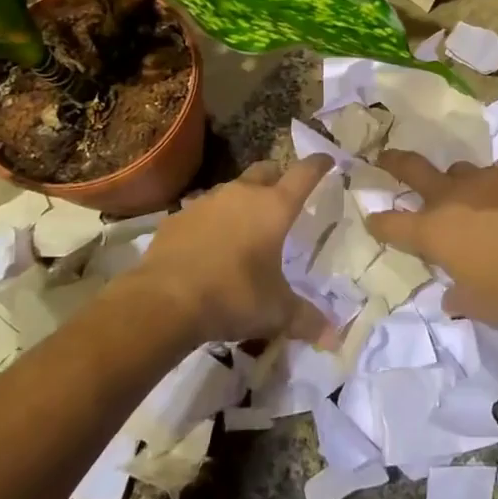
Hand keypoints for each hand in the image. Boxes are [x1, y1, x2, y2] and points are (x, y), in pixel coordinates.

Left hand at [133, 155, 335, 346]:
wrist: (164, 301)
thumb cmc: (233, 296)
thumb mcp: (275, 312)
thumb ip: (306, 319)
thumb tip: (333, 338)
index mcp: (274, 208)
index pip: (304, 174)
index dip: (318, 165)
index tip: (327, 161)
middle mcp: (242, 194)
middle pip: (265, 169)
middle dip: (278, 177)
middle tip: (284, 195)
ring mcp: (206, 202)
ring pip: (232, 189)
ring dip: (243, 200)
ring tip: (246, 226)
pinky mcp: (177, 217)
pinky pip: (202, 211)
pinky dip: (212, 221)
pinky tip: (209, 246)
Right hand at [368, 150, 497, 335]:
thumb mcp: (477, 305)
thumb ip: (456, 295)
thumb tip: (450, 293)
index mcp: (433, 231)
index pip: (391, 224)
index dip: (378, 222)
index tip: (372, 218)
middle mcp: (450, 196)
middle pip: (411, 168)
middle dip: (393, 163)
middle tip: (383, 159)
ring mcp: (483, 178)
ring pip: (456, 170)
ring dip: (453, 182)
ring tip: (463, 195)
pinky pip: (493, 175)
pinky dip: (492, 188)